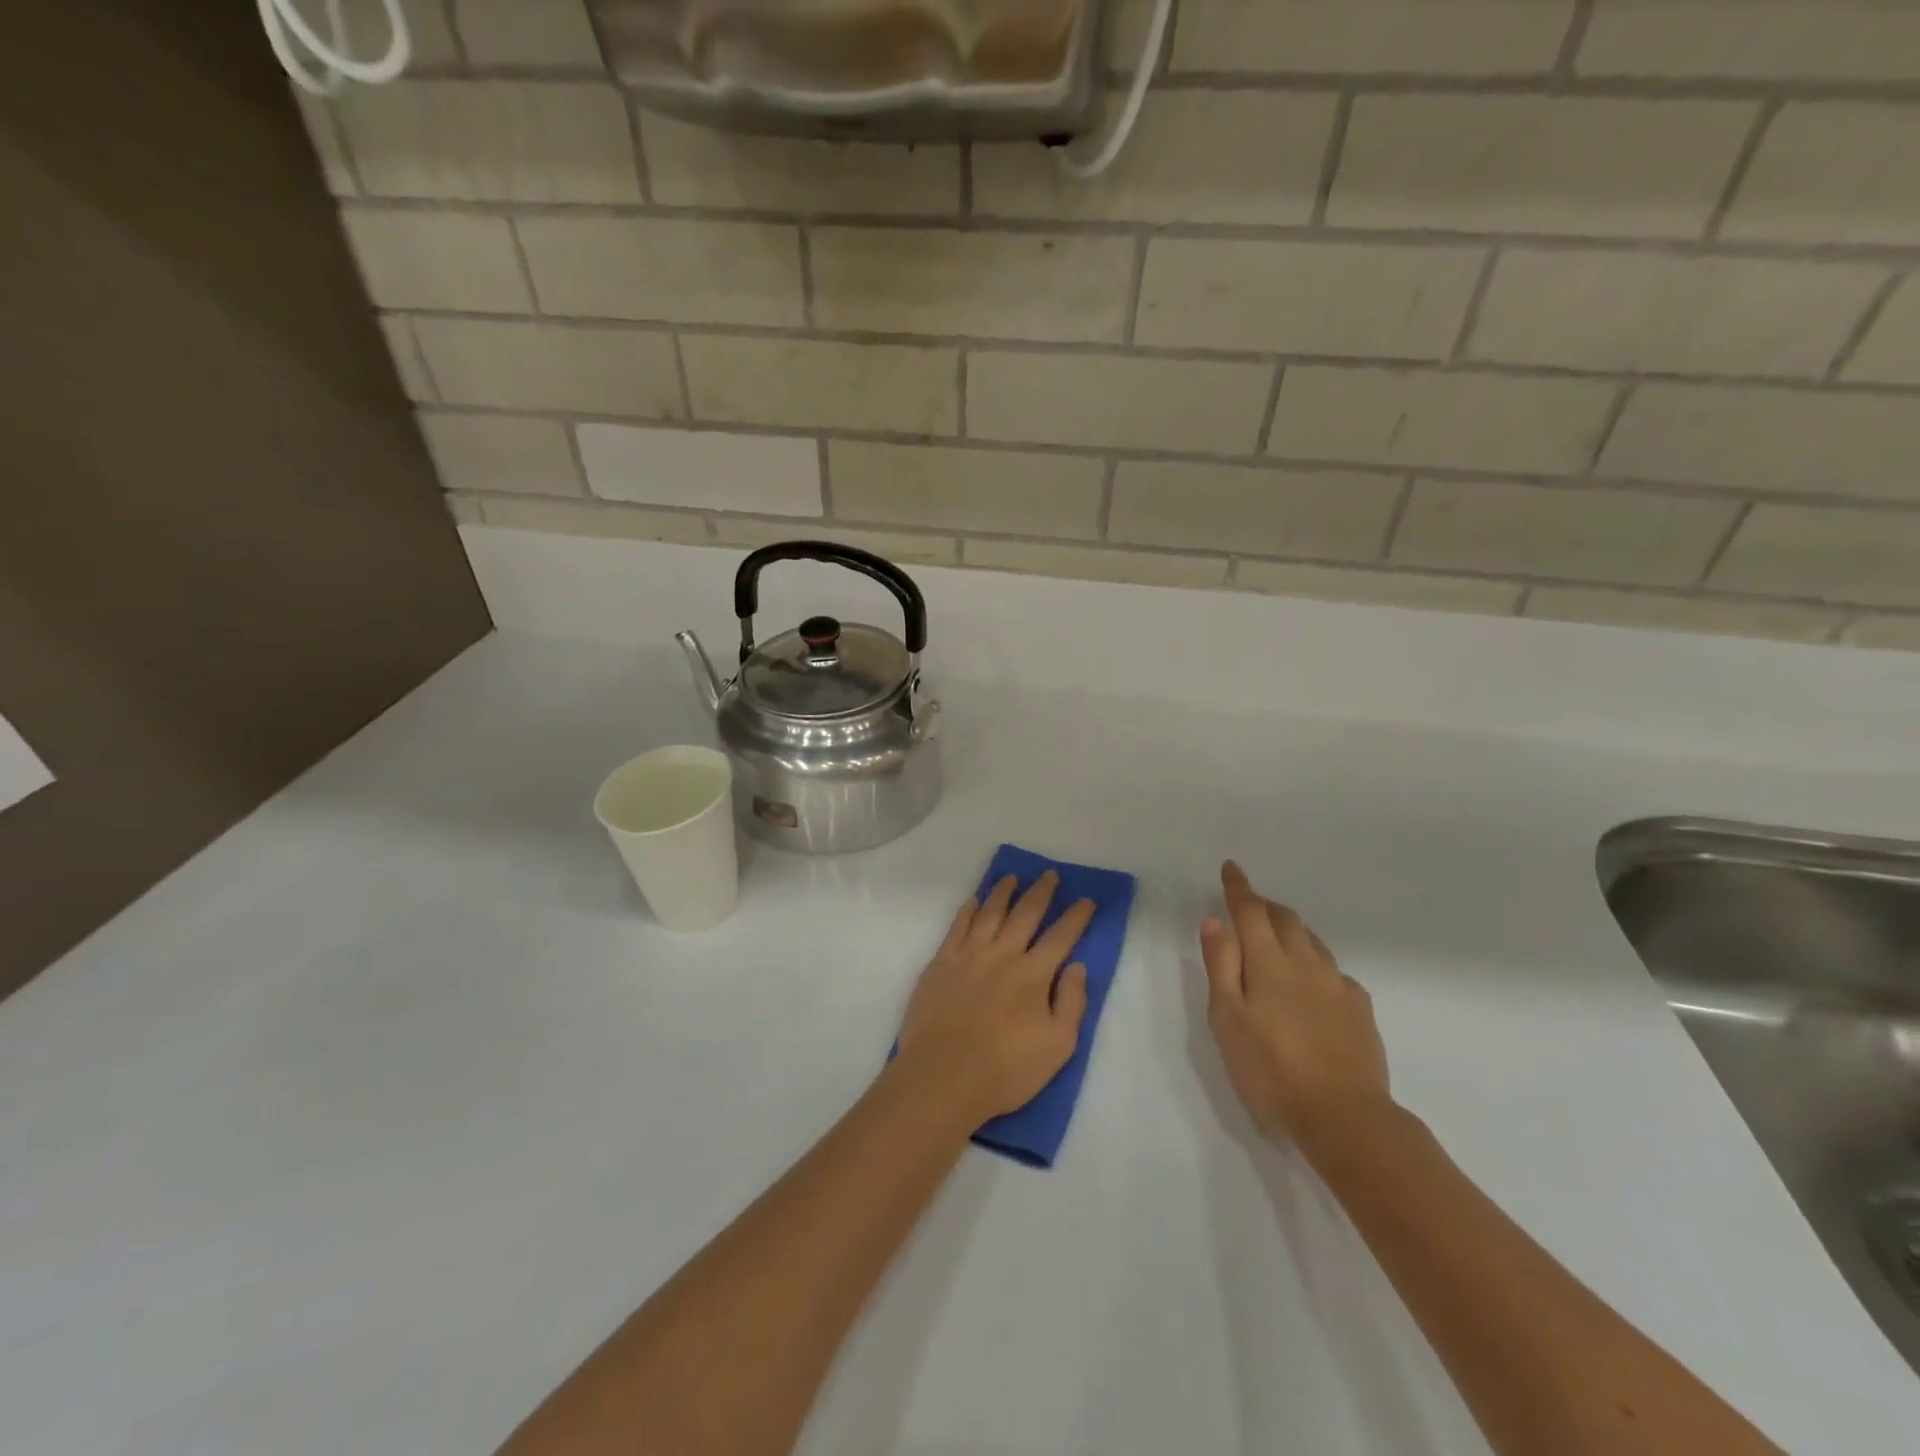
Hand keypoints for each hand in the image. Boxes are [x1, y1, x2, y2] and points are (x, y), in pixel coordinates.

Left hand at [897, 871, 1096, 1125]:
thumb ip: (1071, 1002)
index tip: (1087, 899)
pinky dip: (967, 910)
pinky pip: (957, 926)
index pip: (1061, 936)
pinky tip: (973, 900)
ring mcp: (968, 955)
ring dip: (1003, 892)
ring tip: (1011, 877)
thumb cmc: (1005, 1069)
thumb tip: (1077, 966)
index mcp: (1034, 974)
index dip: (1076, 916)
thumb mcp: (1057, 1046)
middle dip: (1041, 892)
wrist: (942, 1077)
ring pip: (989, 912)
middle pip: (1025, 914)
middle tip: (1050, 874)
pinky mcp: (940, 963)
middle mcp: (1003, 954)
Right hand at [1198, 862, 1391, 1151]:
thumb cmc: (1270, 1069)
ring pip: (1313, 942)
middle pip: (1286, 920)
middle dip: (1265, 906)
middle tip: (1250, 905)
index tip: (1232, 868)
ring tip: (1278, 938)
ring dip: (1292, 930)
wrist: (1345, 1117)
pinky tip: (1314, 984)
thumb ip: (1221, 966)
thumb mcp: (1228, 1019)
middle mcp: (1306, 964)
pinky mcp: (1360, 1011)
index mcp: (1269, 963)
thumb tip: (1215, 922)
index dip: (1239, 888)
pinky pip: (1334, 972)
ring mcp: (1338, 986)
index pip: (1251, 912)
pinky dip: (1316, 964)